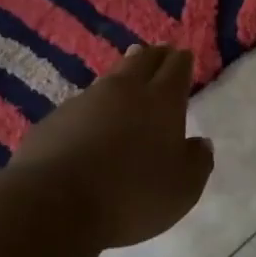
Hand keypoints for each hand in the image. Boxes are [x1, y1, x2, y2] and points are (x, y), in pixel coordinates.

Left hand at [10, 44, 214, 250]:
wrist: (54, 204)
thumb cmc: (132, 196)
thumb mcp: (182, 189)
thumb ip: (197, 162)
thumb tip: (200, 143)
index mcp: (161, 101)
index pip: (176, 68)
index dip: (182, 61)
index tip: (184, 56)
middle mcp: (124, 90)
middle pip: (142, 61)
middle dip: (155, 56)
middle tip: (161, 53)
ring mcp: (85, 101)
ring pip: (110, 77)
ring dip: (123, 73)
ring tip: (128, 73)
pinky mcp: (55, 119)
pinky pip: (82, 103)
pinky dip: (94, 105)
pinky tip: (92, 118)